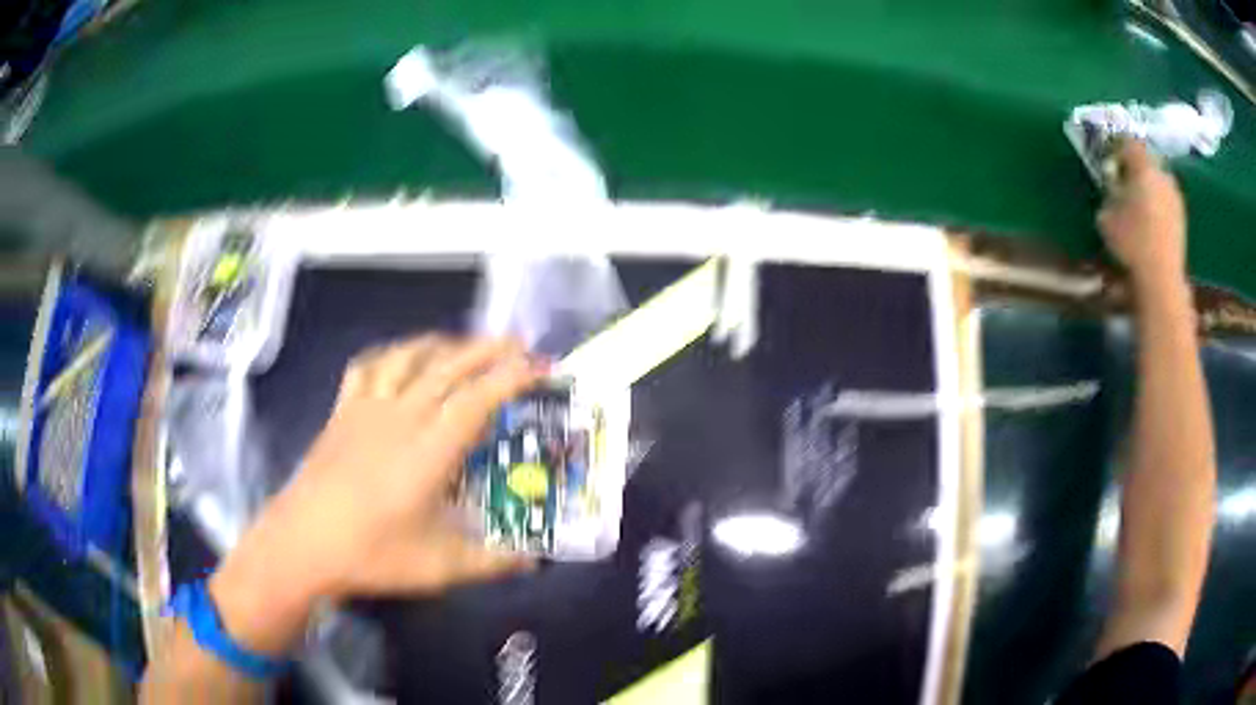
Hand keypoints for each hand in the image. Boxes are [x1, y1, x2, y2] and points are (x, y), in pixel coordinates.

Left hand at [274, 335, 543, 597]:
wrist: (302, 543)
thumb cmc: (372, 555)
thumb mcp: (440, 567)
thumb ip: (492, 561)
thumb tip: (534, 560)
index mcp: (429, 451)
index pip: (478, 399)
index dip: (512, 377)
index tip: (540, 366)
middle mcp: (402, 417)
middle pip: (448, 367)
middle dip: (487, 348)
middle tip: (518, 343)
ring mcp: (367, 409)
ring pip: (408, 358)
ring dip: (442, 344)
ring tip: (463, 344)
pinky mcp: (342, 412)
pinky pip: (367, 367)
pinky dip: (389, 354)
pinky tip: (397, 358)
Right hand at [1097, 140, 1187, 289]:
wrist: (1162, 277)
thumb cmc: (1131, 241)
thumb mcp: (1106, 216)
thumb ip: (1109, 195)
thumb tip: (1113, 189)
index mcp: (1142, 166)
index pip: (1128, 141)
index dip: (1117, 146)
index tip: (1110, 160)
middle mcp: (1161, 174)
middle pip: (1147, 160)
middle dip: (1136, 168)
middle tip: (1126, 182)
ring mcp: (1175, 196)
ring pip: (1159, 181)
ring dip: (1150, 187)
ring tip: (1140, 205)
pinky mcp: (1182, 217)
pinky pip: (1167, 201)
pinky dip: (1160, 205)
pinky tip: (1152, 222)